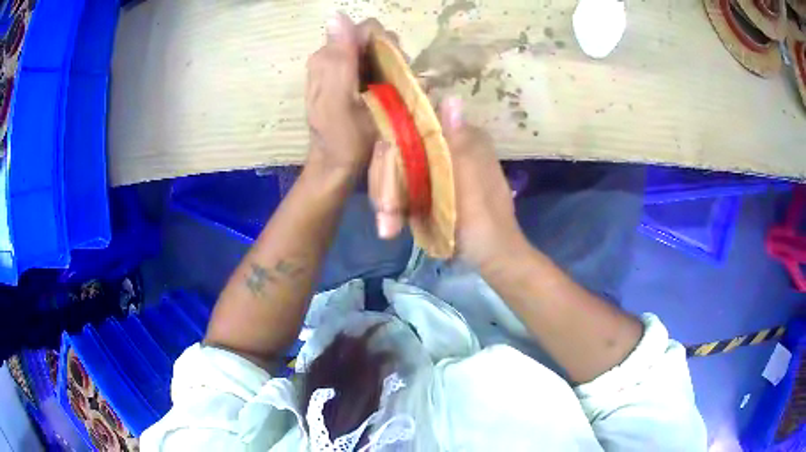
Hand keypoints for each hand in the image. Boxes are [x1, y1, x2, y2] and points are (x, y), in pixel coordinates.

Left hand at [305, 14, 398, 174]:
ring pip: (378, 52)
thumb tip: (337, 14)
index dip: (386, 44)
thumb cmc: (342, 138)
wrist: (336, 165)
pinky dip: (387, 76)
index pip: (366, 29)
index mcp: (328, 57)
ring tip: (392, 93)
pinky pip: (376, 65)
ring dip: (392, 67)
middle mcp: (333, 56)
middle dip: (390, 57)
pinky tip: (388, 95)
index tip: (393, 69)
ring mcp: (342, 68)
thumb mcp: (340, 99)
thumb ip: (340, 57)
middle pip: (373, 39)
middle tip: (393, 86)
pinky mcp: (351, 80)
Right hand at [369, 98, 526, 268]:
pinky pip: (399, 187)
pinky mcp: (427, 187)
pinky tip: (390, 227)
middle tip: (385, 215)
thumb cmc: (485, 222)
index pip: (413, 126)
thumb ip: (458, 144)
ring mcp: (435, 167)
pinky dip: (392, 207)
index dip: (392, 149)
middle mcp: (446, 146)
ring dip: (386, 198)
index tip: (386, 181)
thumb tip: (452, 97)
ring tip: (387, 227)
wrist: (491, 256)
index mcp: (462, 139)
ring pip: (395, 169)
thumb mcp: (473, 184)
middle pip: (398, 149)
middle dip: (386, 183)